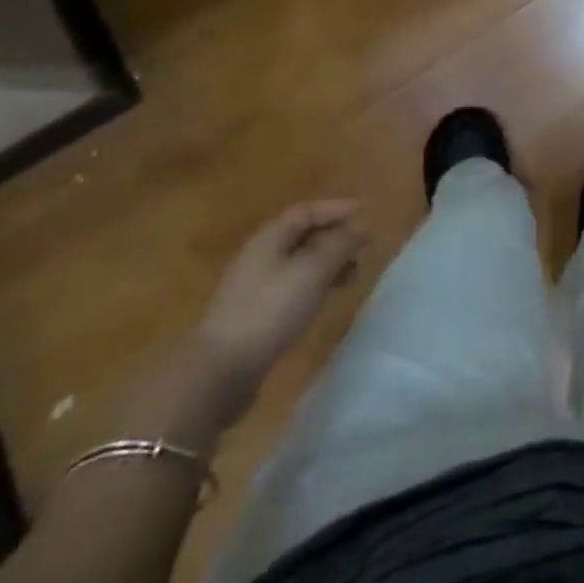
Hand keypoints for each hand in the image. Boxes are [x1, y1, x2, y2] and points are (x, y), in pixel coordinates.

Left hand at [192, 199, 368, 416]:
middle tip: (363, 246)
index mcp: (269, 238)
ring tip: (353, 275)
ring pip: (299, 264)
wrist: (218, 373)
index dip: (336, 209)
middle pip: (302, 236)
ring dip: (327, 264)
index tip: (365, 212)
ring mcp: (254, 287)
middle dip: (334, 237)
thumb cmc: (269, 311)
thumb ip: (339, 246)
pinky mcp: (255, 315)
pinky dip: (315, 286)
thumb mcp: (312, 272)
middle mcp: (260, 256)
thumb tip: (362, 227)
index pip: (306, 211)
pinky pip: (292, 287)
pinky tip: (326, 300)